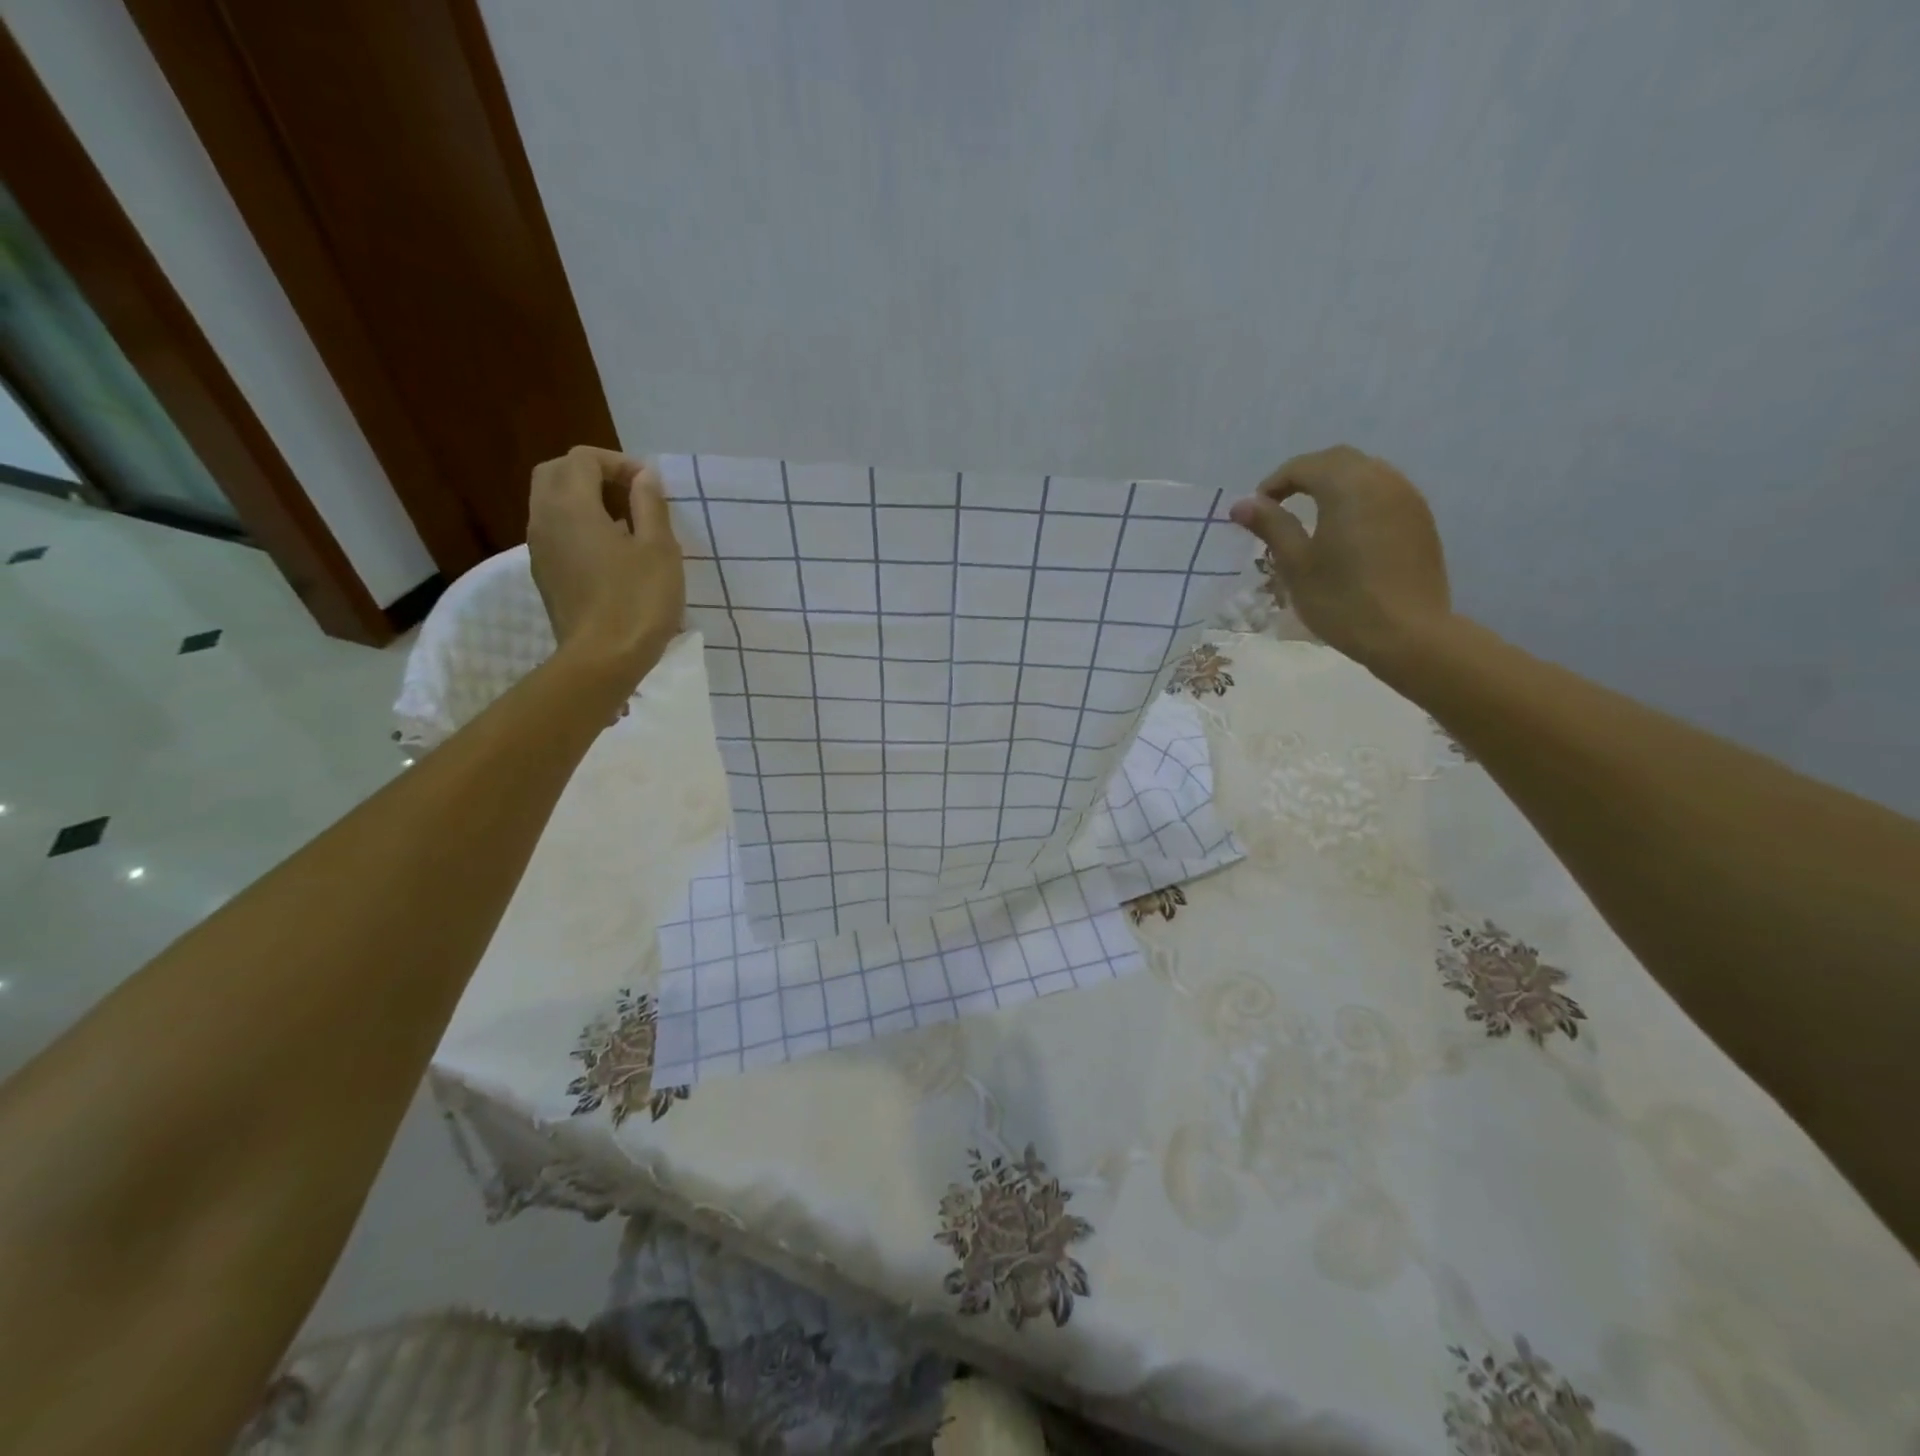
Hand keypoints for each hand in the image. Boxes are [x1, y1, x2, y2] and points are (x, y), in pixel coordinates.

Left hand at [527, 446, 683, 695]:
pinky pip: (556, 532)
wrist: (602, 659)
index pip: (583, 458)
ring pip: (551, 503)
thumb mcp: (659, 549)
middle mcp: (544, 518)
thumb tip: (644, 476)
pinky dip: (578, 526)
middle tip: (631, 495)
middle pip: (557, 473)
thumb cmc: (637, 601)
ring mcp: (539, 548)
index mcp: (571, 505)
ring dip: (584, 500)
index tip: (650, 486)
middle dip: (593, 474)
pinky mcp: (544, 574)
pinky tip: (612, 553)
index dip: (618, 463)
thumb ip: (649, 505)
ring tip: (626, 524)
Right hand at [1229, 444, 1451, 670]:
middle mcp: (1382, 480)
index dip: (1274, 483)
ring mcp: (1407, 499)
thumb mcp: (1295, 564)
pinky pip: (1383, 493)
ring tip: (1310, 517)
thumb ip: (1271, 526)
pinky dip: (1357, 500)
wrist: (1407, 634)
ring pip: (1365, 474)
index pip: (1304, 466)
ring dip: (1333, 485)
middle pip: (1338, 461)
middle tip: (1280, 507)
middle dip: (1305, 476)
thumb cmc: (1341, 599)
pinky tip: (1345, 531)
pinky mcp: (1420, 521)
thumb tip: (1242, 504)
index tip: (1256, 511)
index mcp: (1347, 486)